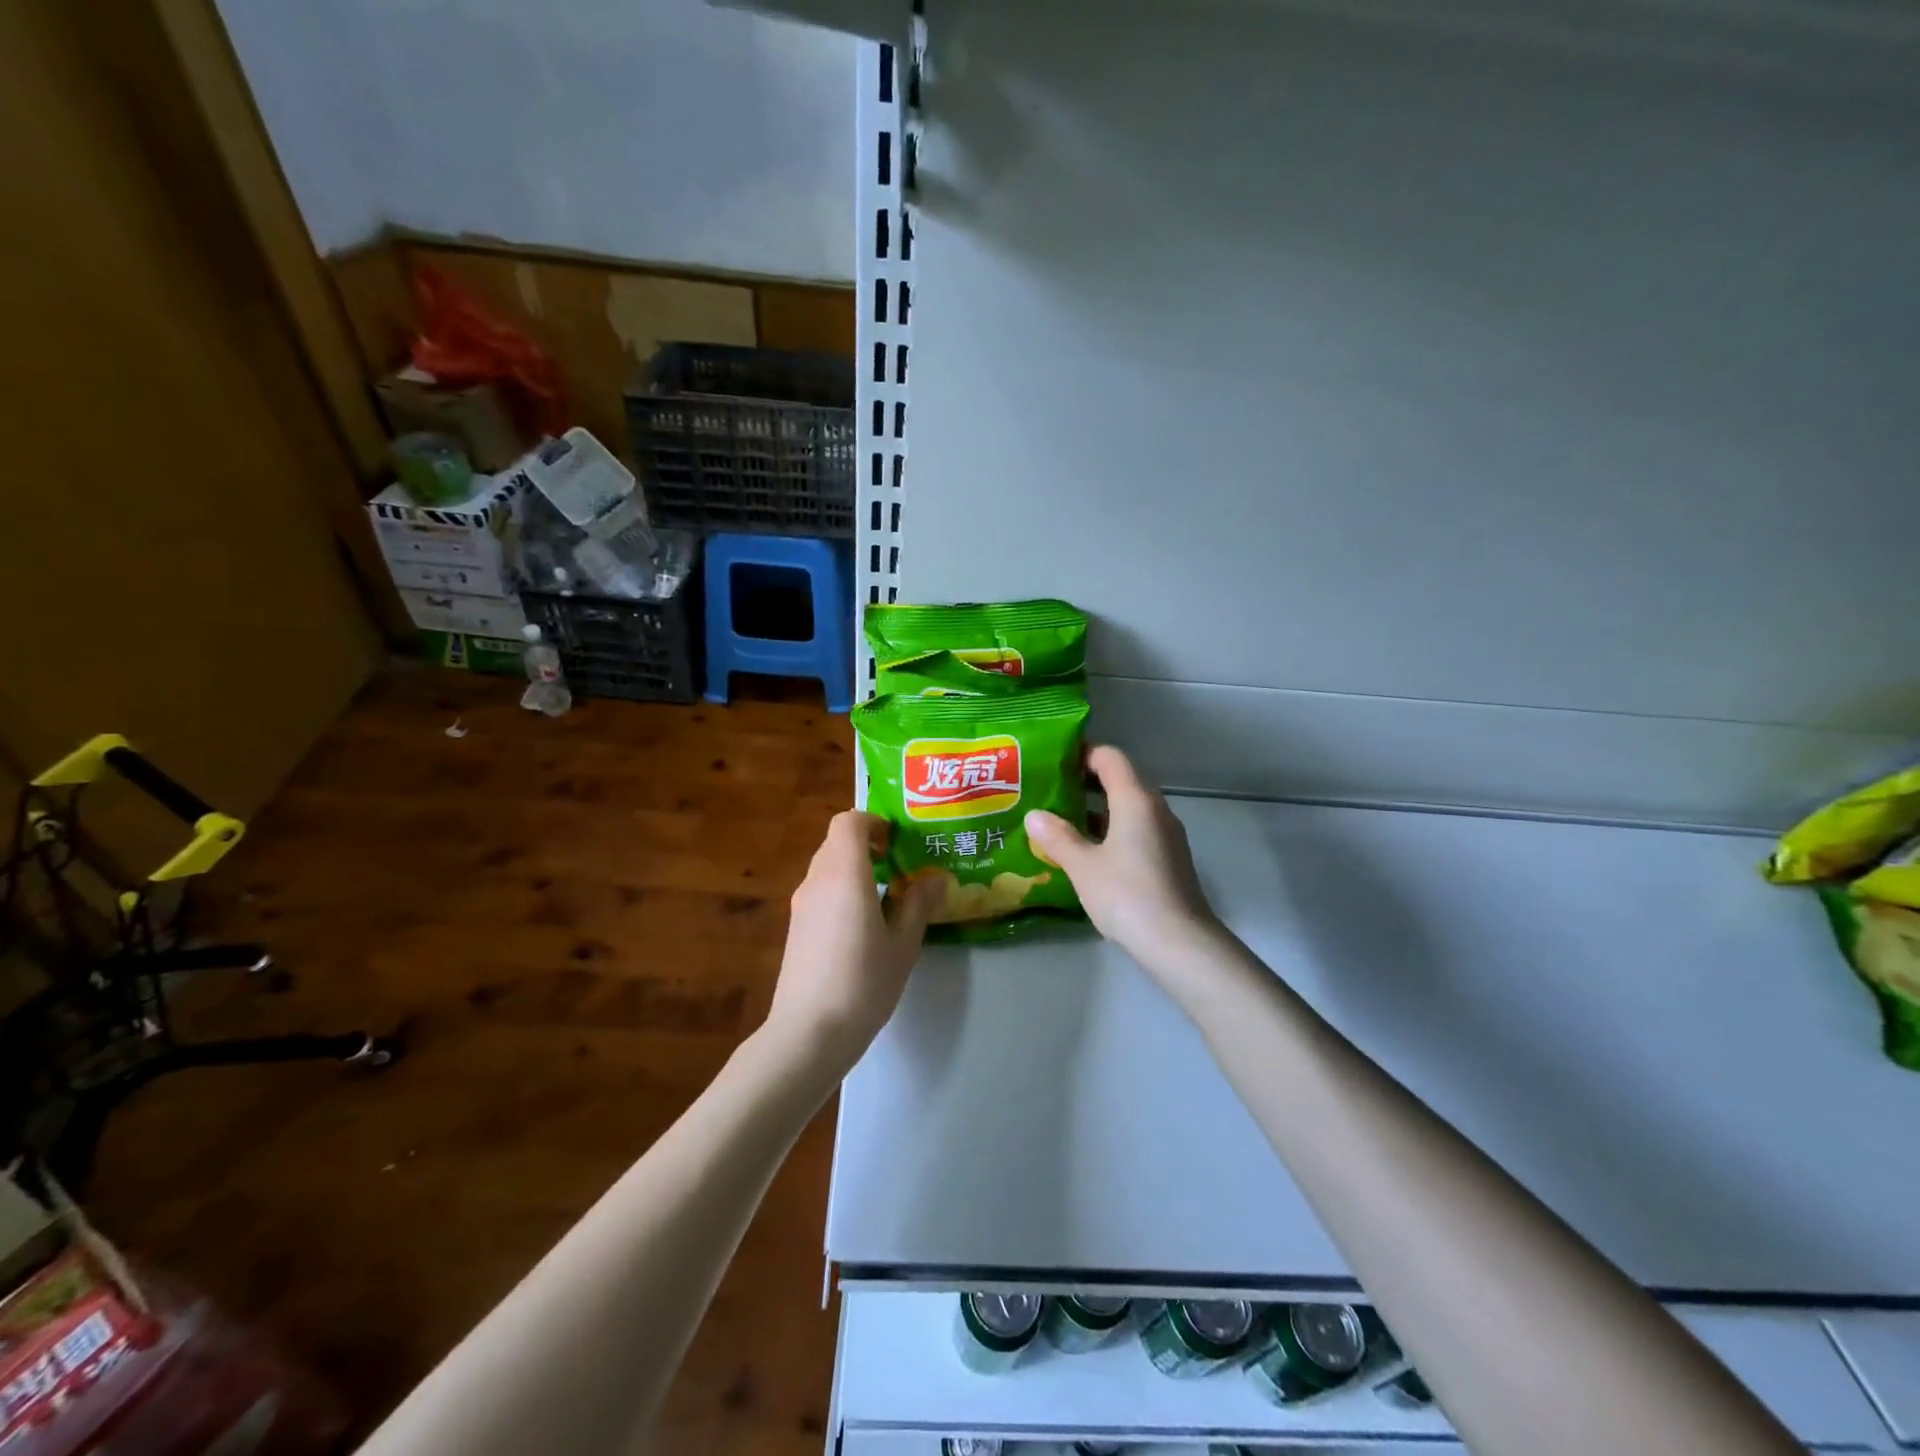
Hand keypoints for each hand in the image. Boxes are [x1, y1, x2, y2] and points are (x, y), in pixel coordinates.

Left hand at [765, 810, 942, 1077]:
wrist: (809, 1033)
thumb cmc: (863, 982)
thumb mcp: (903, 943)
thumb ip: (918, 904)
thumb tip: (936, 879)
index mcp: (844, 874)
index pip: (848, 822)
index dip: (873, 822)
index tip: (897, 842)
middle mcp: (817, 880)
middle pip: (836, 843)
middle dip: (867, 846)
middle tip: (900, 867)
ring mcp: (801, 905)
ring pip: (827, 868)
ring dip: (855, 870)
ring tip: (887, 898)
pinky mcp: (795, 929)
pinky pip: (820, 892)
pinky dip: (841, 892)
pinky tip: (864, 927)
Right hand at [1026, 745, 1224, 974]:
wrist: (1180, 942)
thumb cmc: (1127, 895)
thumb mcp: (1083, 866)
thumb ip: (1057, 837)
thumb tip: (1034, 815)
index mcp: (1135, 800)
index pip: (1110, 757)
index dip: (1081, 753)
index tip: (1052, 762)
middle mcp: (1155, 809)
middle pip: (1120, 779)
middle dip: (1084, 782)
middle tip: (1048, 792)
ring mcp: (1166, 834)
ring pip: (1128, 807)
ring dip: (1096, 809)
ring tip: (1060, 821)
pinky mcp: (1169, 857)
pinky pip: (1136, 829)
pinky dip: (1111, 830)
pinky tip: (1087, 851)